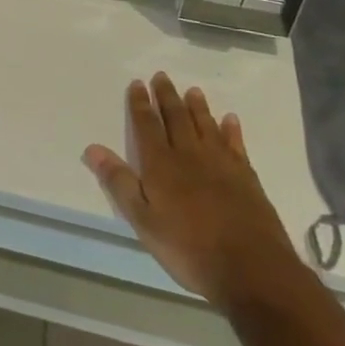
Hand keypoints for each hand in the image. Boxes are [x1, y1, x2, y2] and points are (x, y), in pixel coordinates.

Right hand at [83, 74, 300, 311]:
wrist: (252, 269)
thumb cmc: (189, 248)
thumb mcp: (143, 220)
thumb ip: (119, 182)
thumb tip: (92, 148)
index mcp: (161, 164)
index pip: (147, 125)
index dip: (140, 103)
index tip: (137, 83)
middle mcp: (190, 155)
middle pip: (176, 118)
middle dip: (166, 97)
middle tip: (161, 76)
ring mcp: (221, 164)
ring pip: (206, 126)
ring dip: (197, 107)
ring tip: (192, 90)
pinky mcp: (246, 178)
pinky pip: (236, 145)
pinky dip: (231, 130)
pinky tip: (230, 120)